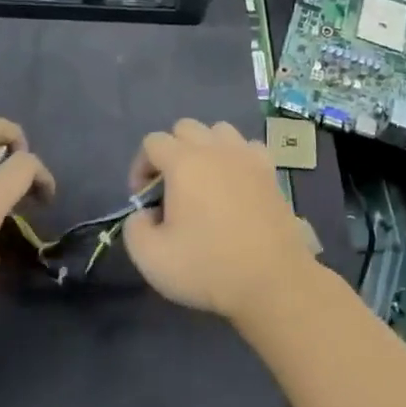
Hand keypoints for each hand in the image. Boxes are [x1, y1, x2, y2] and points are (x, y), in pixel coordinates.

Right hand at [121, 119, 317, 323]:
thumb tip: (144, 213)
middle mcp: (215, 148)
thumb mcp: (151, 258)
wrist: (271, 278)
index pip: (153, 142)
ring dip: (205, 148)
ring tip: (204, 183)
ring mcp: (246, 154)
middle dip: (171, 152)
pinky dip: (237, 157)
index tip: (145, 200)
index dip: (140, 167)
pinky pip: (247, 146)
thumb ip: (135, 228)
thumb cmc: (208, 266)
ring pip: (219, 131)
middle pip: (185, 128)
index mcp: (184, 162)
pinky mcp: (270, 168)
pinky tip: (236, 184)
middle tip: (171, 189)